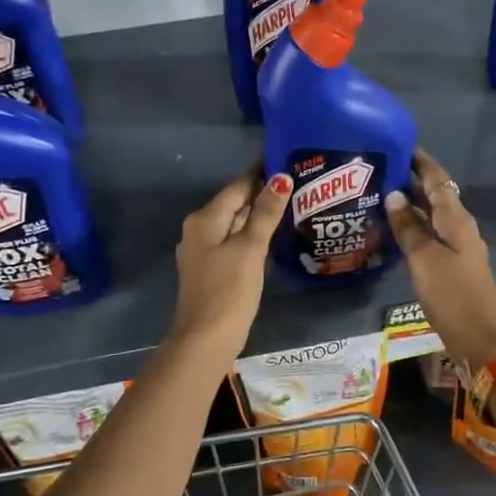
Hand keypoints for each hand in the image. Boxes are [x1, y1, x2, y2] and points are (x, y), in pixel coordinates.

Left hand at [168, 167, 291, 360]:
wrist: (205, 339)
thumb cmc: (229, 290)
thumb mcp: (250, 248)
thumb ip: (265, 213)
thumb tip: (281, 177)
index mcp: (205, 219)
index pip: (237, 186)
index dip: (260, 172)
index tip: (285, 157)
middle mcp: (198, 229)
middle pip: (234, 203)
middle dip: (261, 192)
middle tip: (296, 180)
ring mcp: (202, 251)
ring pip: (233, 223)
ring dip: (257, 214)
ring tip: (290, 204)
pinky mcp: (210, 269)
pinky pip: (232, 241)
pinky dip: (250, 235)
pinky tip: (270, 237)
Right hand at [384, 149, 495, 372]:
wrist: (481, 338)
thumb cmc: (453, 294)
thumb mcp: (424, 258)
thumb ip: (408, 227)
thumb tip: (393, 194)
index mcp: (455, 219)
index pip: (437, 179)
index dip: (420, 161)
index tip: (399, 144)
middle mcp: (458, 227)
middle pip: (434, 196)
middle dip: (410, 181)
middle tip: (378, 170)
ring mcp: (456, 248)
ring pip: (430, 217)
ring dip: (409, 205)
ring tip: (378, 196)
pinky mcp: (451, 267)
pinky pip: (429, 236)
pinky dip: (412, 228)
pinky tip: (392, 232)